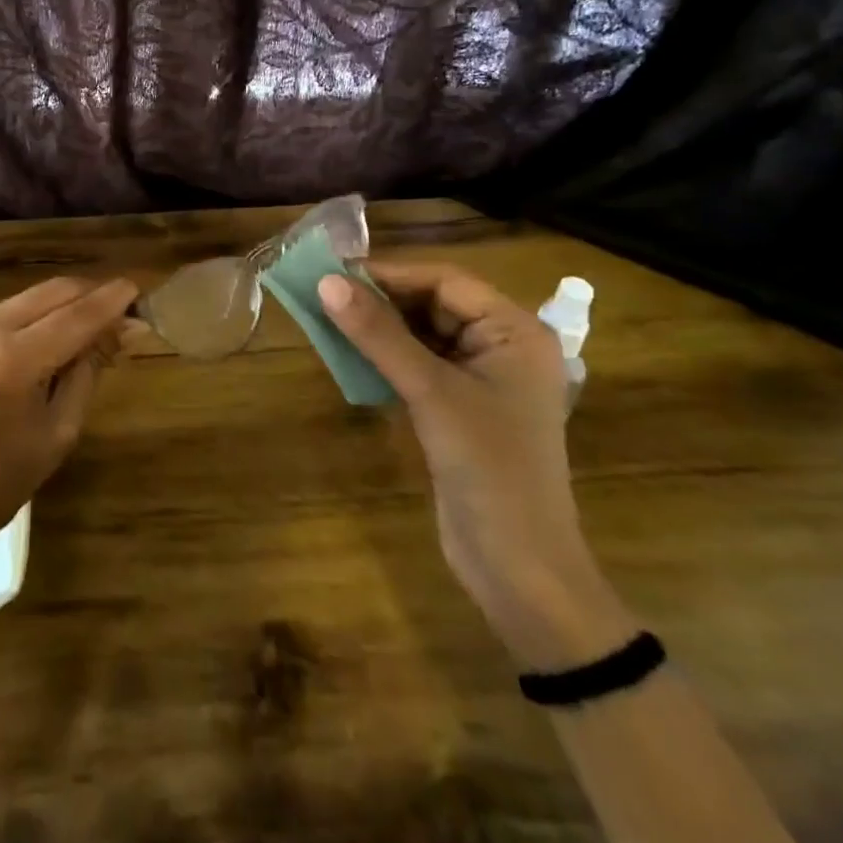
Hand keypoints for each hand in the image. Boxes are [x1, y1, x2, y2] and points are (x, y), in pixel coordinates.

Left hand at [0, 276, 138, 579]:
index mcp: (12, 362)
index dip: (113, 301)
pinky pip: (11, 310)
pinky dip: (40, 314)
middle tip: (125, 310)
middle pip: (54, 292)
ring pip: (32, 296)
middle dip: (92, 295)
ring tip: (97, 324)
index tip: (141, 290)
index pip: (76, 316)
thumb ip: (90, 369)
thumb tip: (126, 328)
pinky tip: (58, 333)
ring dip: (68, 303)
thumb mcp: (59, 431)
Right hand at [319, 262, 631, 666]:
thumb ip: (378, 334)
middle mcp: (502, 347)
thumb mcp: (430, 393)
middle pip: (433, 305)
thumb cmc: (488, 468)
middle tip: (323, 295)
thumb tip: (327, 282)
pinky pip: (418, 366)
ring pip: (421, 335)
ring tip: (327, 319)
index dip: (390, 274)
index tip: (334, 272)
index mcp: (515, 332)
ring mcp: (482, 380)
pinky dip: (385, 358)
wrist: (519, 570)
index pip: (445, 281)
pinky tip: (349, 356)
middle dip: (380, 301)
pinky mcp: (461, 409)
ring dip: (378, 329)